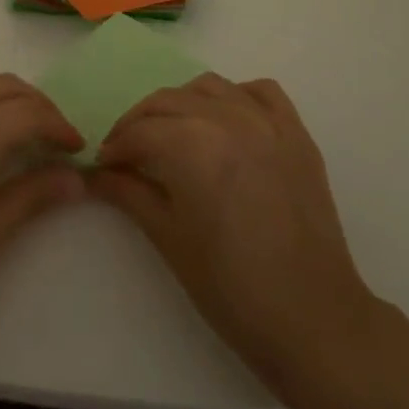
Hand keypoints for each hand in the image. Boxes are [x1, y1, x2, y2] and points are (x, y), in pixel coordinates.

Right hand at [92, 74, 380, 397]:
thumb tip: (95, 173)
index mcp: (192, 143)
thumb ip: (128, 192)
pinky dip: (235, 97)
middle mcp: (228, 117)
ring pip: (209, 88)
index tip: (103, 166)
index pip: (139, 132)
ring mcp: (267, 121)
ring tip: (172, 135)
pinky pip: (260, 92)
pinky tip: (225, 123)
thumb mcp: (168, 237)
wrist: (313, 320)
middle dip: (139, 123)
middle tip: (127, 153)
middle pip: (167, 101)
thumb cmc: (231, 287)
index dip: (116, 148)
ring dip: (181, 104)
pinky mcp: (296, 133)